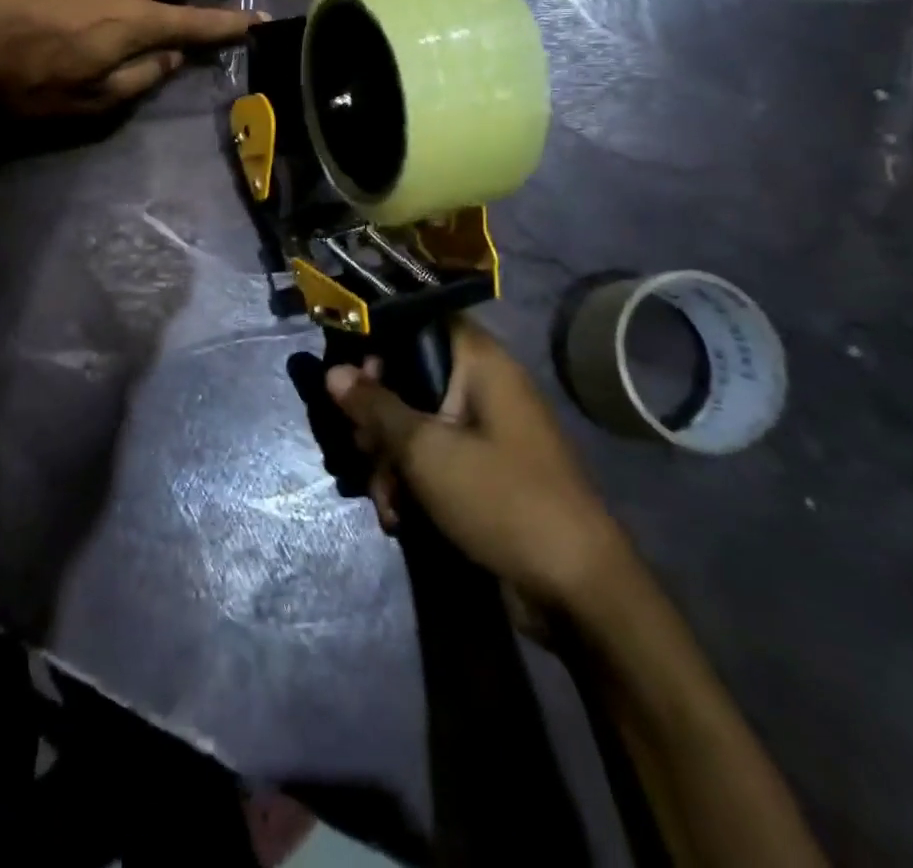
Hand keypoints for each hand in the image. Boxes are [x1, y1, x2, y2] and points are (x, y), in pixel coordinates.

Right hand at [327, 319, 624, 610]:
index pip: (422, 320)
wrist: (579, 591)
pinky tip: (398, 517)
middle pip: (411, 377)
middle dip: (377, 417)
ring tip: (383, 498)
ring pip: (417, 423)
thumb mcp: (426, 451)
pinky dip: (413, 481)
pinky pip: (435, 457)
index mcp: (481, 363)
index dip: (380, 338)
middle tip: (360, 446)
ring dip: (390, 459)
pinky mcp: (485, 471)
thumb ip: (376, 407)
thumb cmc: (502, 499)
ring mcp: (487, 431)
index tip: (349, 373)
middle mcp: (485, 387)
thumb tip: (333, 372)